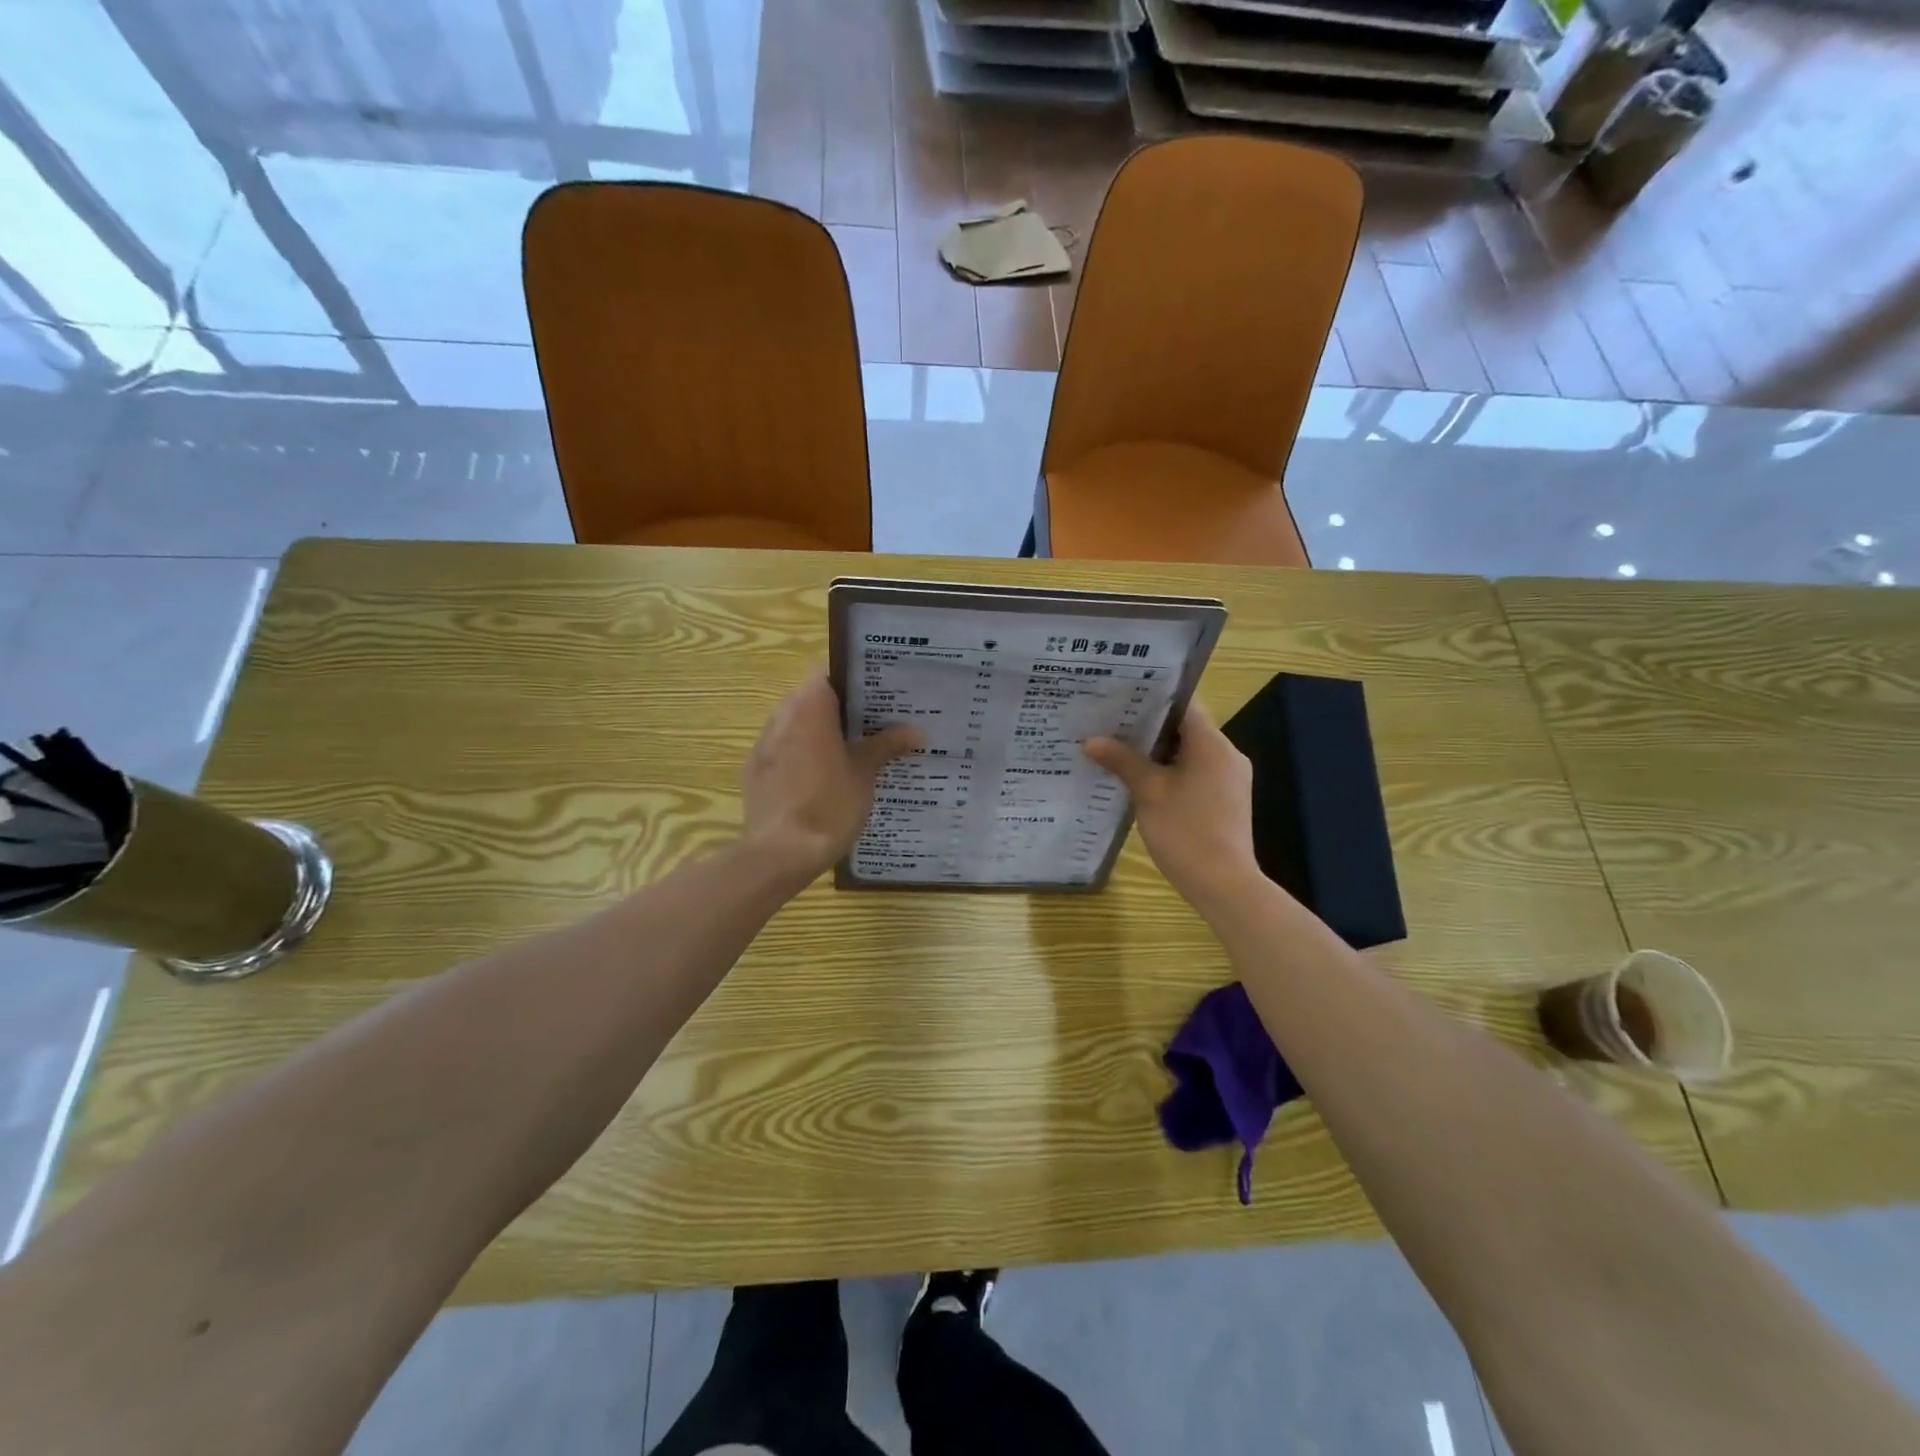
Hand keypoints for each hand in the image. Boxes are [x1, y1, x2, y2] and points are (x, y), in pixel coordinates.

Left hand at [742, 670, 922, 880]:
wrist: (780, 853)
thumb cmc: (829, 805)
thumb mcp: (865, 774)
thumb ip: (887, 745)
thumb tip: (916, 731)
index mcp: (810, 707)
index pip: (829, 671)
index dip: (854, 677)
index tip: (879, 689)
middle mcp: (782, 715)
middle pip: (813, 696)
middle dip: (842, 706)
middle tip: (875, 719)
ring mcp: (764, 743)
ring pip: (796, 722)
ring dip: (821, 729)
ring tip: (852, 747)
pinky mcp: (755, 769)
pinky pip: (783, 748)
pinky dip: (803, 752)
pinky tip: (823, 775)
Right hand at [1085, 703, 1260, 908]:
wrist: (1223, 884)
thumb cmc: (1186, 831)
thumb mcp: (1148, 792)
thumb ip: (1122, 761)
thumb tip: (1091, 740)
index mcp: (1212, 744)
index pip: (1184, 704)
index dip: (1153, 697)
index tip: (1121, 696)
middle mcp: (1226, 754)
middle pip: (1186, 727)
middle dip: (1148, 726)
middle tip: (1110, 722)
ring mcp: (1229, 778)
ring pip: (1189, 751)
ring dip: (1157, 750)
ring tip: (1118, 748)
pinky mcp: (1225, 799)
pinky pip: (1195, 771)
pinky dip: (1170, 770)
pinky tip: (1141, 779)